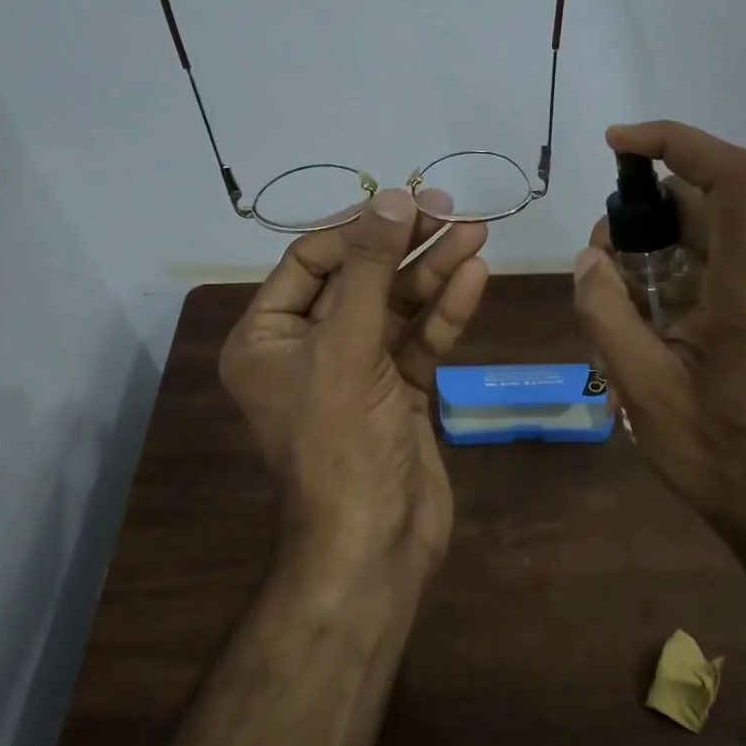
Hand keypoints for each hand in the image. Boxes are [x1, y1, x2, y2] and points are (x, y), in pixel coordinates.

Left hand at [219, 188, 489, 573]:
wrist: (375, 546)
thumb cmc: (342, 443)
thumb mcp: (348, 348)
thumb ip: (369, 270)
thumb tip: (390, 198)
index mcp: (267, 337)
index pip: (310, 261)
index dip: (358, 229)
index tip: (406, 203)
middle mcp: (307, 348)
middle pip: (359, 279)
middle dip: (405, 246)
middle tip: (452, 210)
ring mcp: (356, 370)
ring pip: (396, 307)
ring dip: (435, 272)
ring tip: (477, 232)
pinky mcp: (397, 391)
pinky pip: (419, 340)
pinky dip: (445, 312)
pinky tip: (475, 277)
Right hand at [572, 121, 745, 538]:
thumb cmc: (711, 450)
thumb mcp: (640, 386)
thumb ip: (606, 313)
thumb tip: (588, 259)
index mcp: (742, 288)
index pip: (730, 178)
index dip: (675, 141)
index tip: (618, 144)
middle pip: (697, 205)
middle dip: (635, 216)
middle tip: (596, 267)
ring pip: (693, 236)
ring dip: (643, 252)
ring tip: (612, 311)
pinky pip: (699, 267)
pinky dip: (659, 276)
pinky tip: (636, 326)